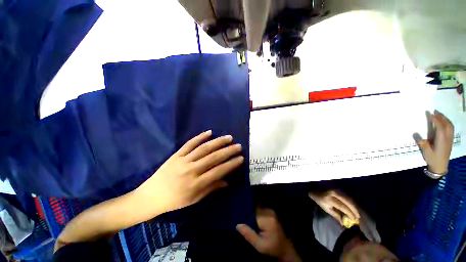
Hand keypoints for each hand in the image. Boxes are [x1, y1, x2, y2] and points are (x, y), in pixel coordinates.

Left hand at [135, 130, 243, 213]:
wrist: (151, 196)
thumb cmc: (175, 201)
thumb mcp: (195, 199)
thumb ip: (212, 188)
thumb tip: (228, 182)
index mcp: (196, 184)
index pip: (219, 171)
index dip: (231, 164)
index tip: (241, 158)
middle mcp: (191, 170)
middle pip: (213, 157)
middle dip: (228, 151)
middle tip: (239, 146)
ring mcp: (183, 160)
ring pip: (204, 148)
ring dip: (218, 142)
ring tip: (229, 137)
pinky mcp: (176, 154)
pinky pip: (189, 143)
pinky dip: (200, 137)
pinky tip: (209, 132)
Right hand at [237, 208, 301, 261]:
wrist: (285, 249)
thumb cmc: (272, 248)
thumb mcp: (259, 245)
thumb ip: (249, 234)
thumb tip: (237, 225)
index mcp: (267, 218)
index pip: (252, 211)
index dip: (245, 212)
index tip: (238, 215)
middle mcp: (269, 211)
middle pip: (254, 207)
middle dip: (248, 211)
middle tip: (240, 216)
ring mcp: (271, 211)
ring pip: (257, 207)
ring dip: (251, 212)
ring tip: (245, 217)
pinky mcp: (271, 212)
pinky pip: (260, 209)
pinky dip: (255, 213)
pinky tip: (252, 218)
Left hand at [309, 190, 359, 225]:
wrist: (314, 189)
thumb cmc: (320, 201)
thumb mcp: (326, 209)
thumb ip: (336, 215)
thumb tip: (344, 223)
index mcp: (329, 199)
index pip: (343, 207)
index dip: (350, 213)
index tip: (354, 220)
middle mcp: (333, 193)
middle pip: (347, 201)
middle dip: (354, 210)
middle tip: (358, 217)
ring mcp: (336, 189)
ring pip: (348, 198)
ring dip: (354, 206)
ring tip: (357, 213)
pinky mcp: (337, 188)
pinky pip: (347, 195)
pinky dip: (351, 202)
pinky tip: (354, 207)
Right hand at [413, 110, 453, 173]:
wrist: (440, 167)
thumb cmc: (433, 159)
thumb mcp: (426, 152)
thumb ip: (422, 143)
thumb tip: (415, 133)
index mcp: (441, 140)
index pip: (440, 127)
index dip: (436, 120)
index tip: (431, 113)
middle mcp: (447, 138)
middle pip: (447, 125)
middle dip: (442, 117)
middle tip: (435, 111)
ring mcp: (450, 139)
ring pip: (450, 126)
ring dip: (445, 119)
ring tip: (439, 115)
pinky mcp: (450, 140)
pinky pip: (451, 129)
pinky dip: (448, 123)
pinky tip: (444, 123)